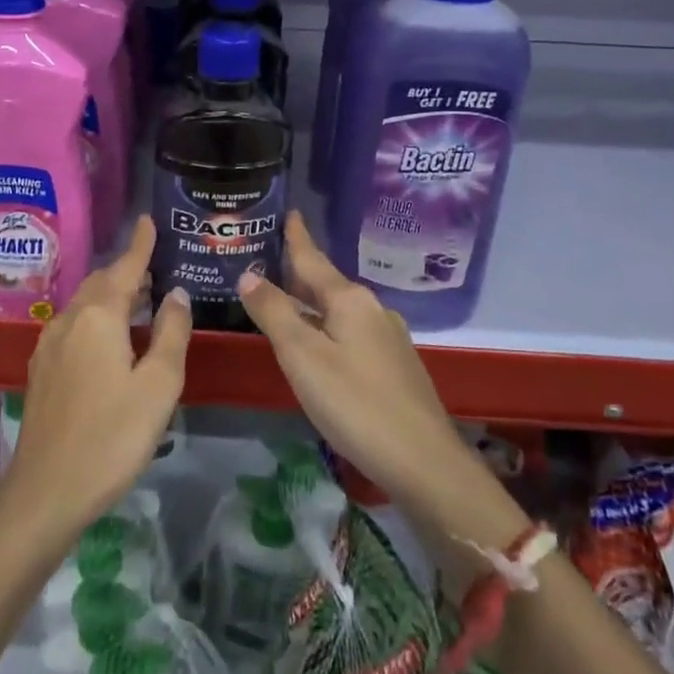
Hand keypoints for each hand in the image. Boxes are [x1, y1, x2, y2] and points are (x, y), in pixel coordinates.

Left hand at [2, 216, 191, 544]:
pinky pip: (73, 324)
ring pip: (84, 302)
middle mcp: (69, 319)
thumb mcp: (159, 385)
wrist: (46, 491)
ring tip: (138, 296)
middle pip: (101, 281)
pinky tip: (109, 335)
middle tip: (154, 264)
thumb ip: (171, 332)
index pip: (125, 267)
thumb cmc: (112, 436)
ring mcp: (49, 344)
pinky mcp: (41, 368)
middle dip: (126, 268)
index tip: (148, 219)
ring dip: (110, 292)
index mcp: (99, 316)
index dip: (140, 244)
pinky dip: (96, 315)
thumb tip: (176, 293)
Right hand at [239, 213, 527, 555]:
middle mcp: (372, 309)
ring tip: (286, 300)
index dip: (297, 237)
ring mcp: (389, 337)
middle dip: (299, 271)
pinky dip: (328, 326)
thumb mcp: (303, 357)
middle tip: (268, 259)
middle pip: (327, 283)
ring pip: (340, 310)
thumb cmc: (355, 404)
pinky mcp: (395, 365)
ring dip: (312, 302)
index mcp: (350, 299)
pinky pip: (352, 331)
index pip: (313, 258)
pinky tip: (320, 344)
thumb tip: (248, 275)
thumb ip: (274, 313)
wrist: (425, 462)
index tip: (288, 211)